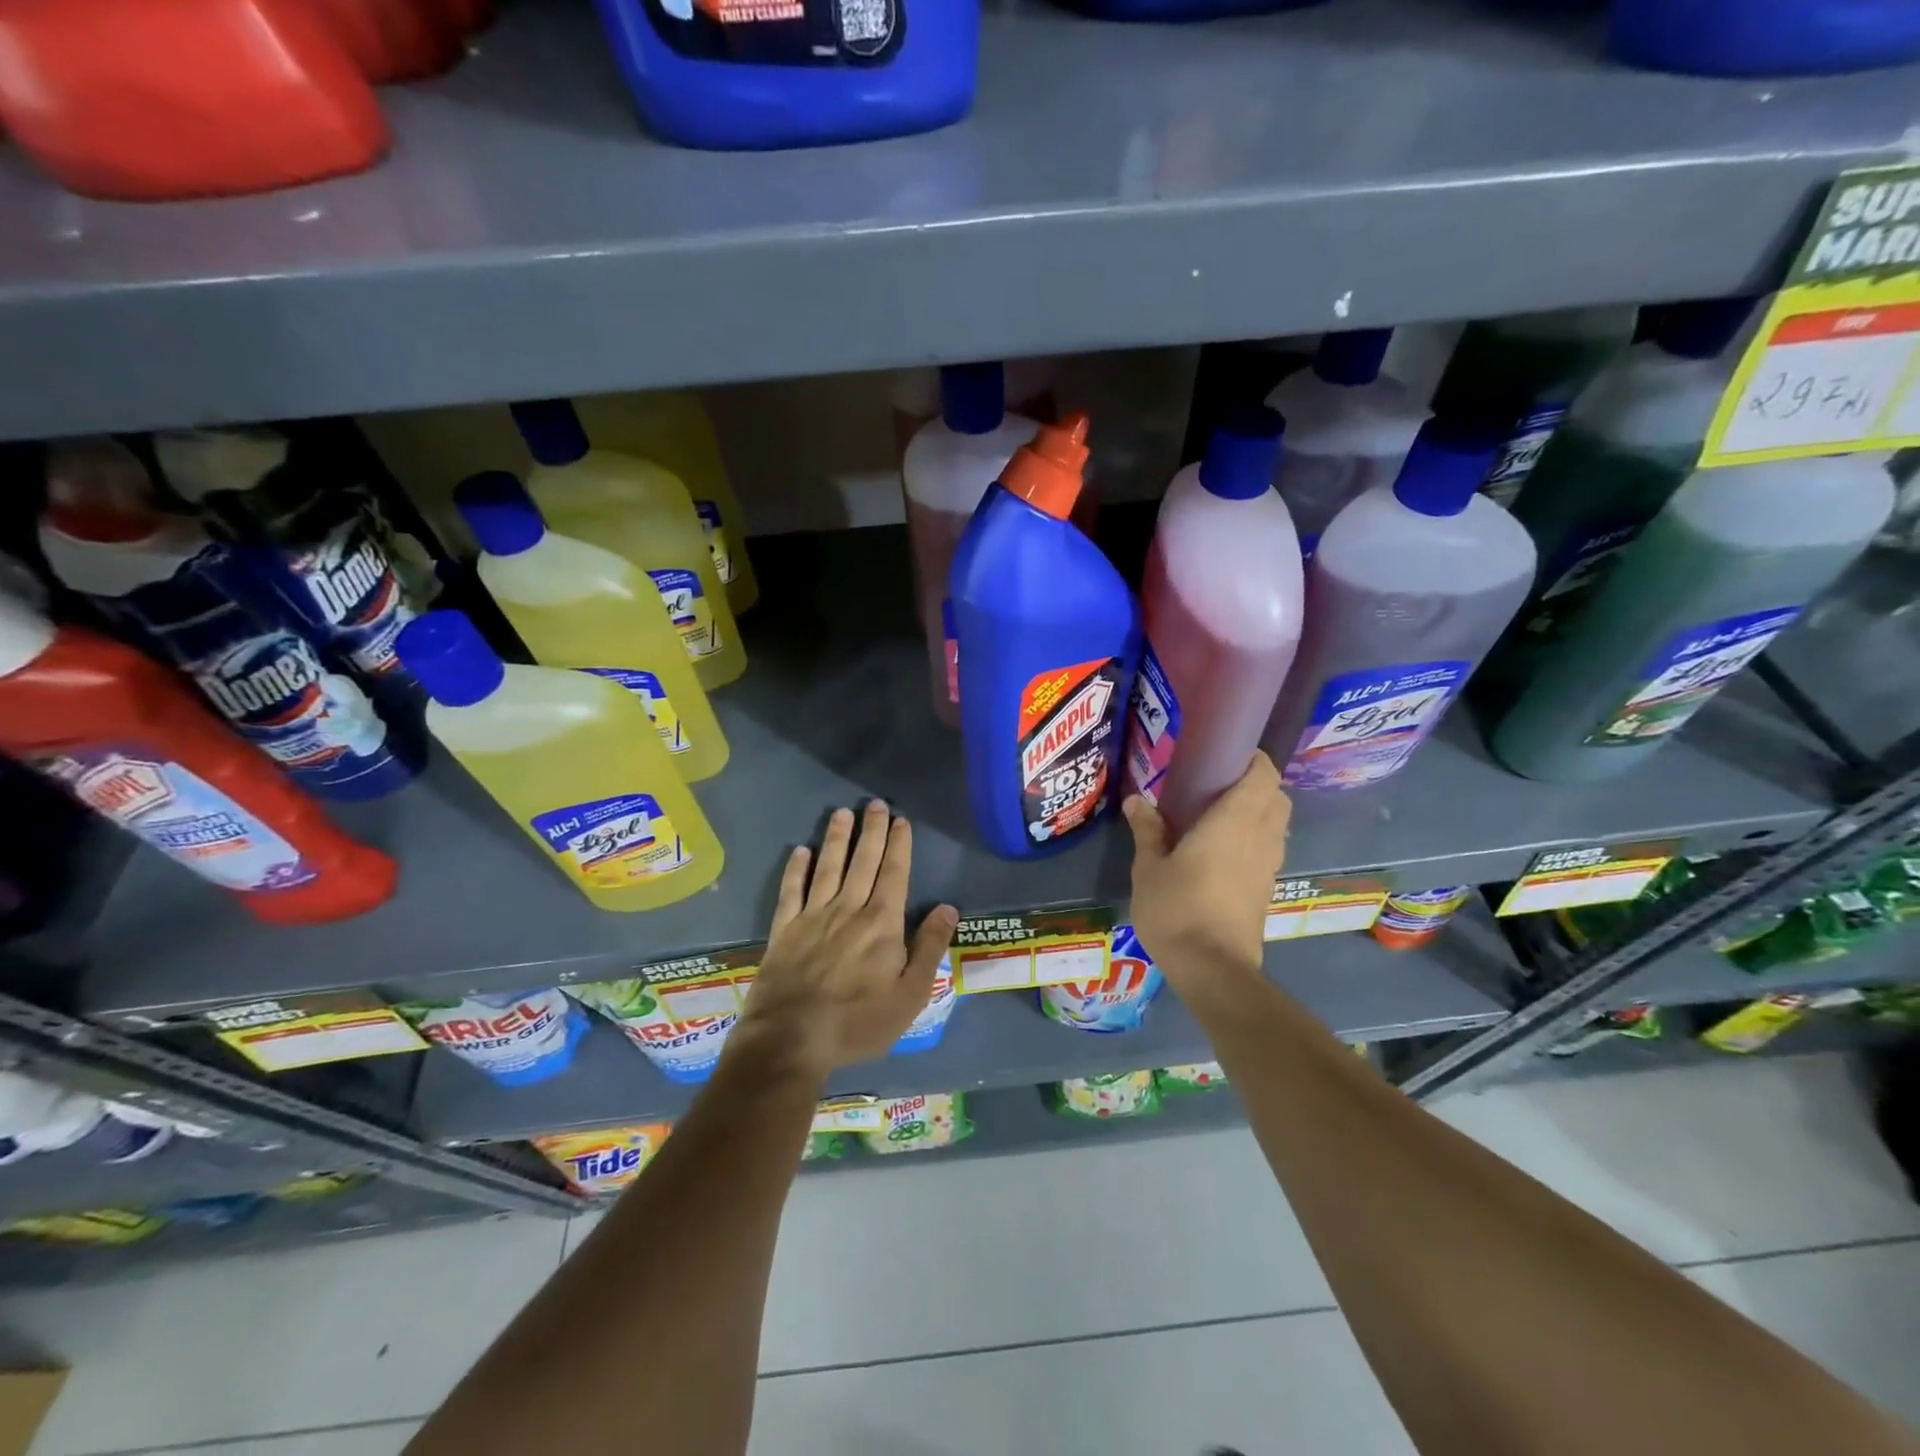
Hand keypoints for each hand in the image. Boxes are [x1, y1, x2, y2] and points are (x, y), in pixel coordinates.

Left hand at [727, 801, 957, 1086]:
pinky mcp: (784, 929)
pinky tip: (800, 851)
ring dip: (836, 838)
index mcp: (882, 923)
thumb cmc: (858, 1021)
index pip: (894, 873)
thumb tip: (948, 907)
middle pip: (863, 861)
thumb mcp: (910, 995)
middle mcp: (849, 909)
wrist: (791, 1038)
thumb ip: (929, 948)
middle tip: (874, 804)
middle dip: (871, 831)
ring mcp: (813, 916)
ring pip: (828, 867)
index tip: (901, 820)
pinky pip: (791, 890)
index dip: (899, 845)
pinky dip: (796, 869)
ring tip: (842, 813)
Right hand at [1122, 752, 1290, 986]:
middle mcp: (1260, 837)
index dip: (1253, 759)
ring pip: (1276, 824)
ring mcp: (1268, 865)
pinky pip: (1269, 848)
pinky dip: (1255, 839)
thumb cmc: (1177, 910)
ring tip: (1219, 816)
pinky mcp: (1267, 888)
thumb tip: (1137, 800)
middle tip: (1218, 785)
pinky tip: (1223, 851)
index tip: (1226, 754)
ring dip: (1258, 812)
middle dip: (1256, 784)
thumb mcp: (1149, 868)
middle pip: (1277, 797)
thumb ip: (1147, 831)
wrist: (1213, 969)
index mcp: (1234, 822)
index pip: (1264, 775)